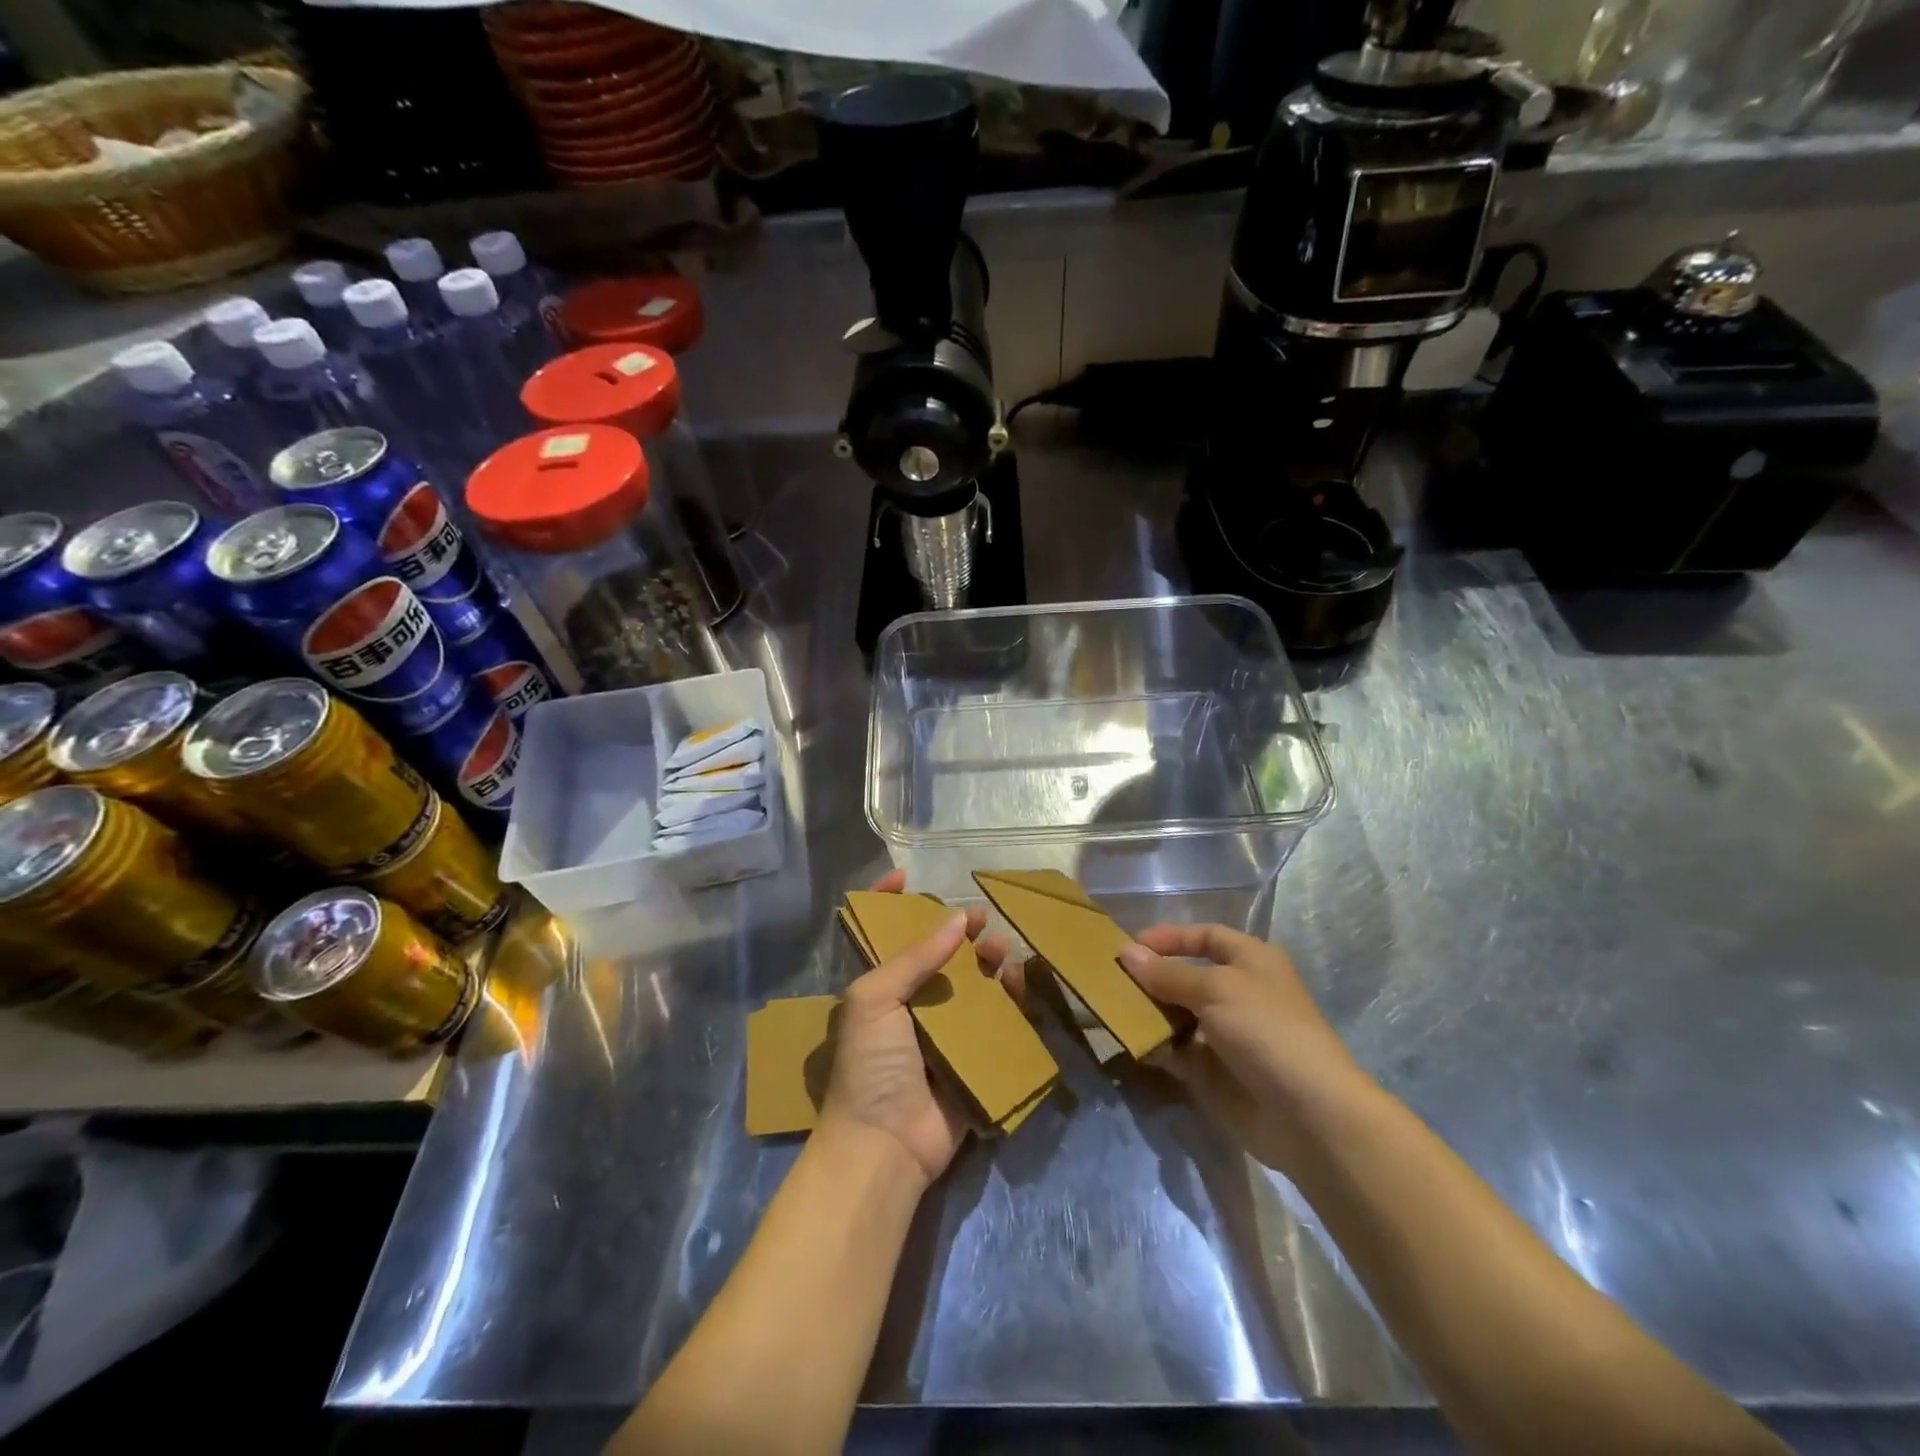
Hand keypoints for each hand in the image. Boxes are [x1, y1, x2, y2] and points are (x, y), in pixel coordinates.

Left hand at [817, 870, 1011, 1187]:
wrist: (885, 1144)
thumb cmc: (870, 1063)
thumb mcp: (875, 999)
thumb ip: (914, 957)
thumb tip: (958, 920)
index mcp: (879, 990)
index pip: (882, 936)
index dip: (888, 904)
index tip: (907, 876)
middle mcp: (911, 1007)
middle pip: (938, 957)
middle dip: (957, 933)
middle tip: (981, 918)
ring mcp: (943, 1035)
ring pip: (971, 986)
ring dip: (987, 962)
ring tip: (1001, 947)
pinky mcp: (973, 1061)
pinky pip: (996, 1023)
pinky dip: (1010, 999)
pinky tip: (1018, 980)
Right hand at [1119, 925, 1369, 1173]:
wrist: (1309, 1115)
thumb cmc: (1266, 1030)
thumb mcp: (1214, 989)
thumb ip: (1167, 973)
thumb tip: (1126, 952)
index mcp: (1251, 961)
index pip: (1205, 936)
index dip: (1170, 937)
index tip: (1130, 946)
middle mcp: (1238, 993)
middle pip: (1186, 976)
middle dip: (1150, 978)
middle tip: (1110, 980)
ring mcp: (1226, 1035)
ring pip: (1176, 1015)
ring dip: (1147, 1012)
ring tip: (1111, 1010)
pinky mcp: (1215, 1072)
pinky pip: (1177, 1051)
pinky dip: (1155, 1046)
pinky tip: (1130, 1043)